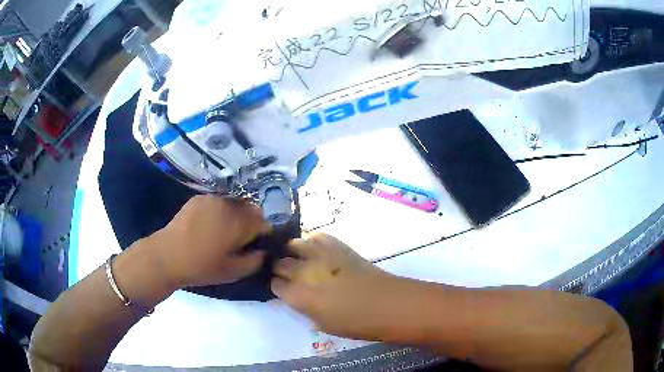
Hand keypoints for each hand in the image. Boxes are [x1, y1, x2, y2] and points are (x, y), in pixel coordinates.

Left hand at [147, 195, 271, 287]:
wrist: (168, 256)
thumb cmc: (202, 266)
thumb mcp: (233, 271)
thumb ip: (256, 261)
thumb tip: (264, 251)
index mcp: (240, 222)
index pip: (264, 222)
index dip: (264, 235)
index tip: (256, 246)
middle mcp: (229, 204)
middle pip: (251, 209)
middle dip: (251, 223)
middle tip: (240, 240)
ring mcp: (212, 198)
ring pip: (235, 203)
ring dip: (236, 215)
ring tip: (224, 231)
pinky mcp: (199, 198)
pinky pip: (219, 201)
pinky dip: (221, 211)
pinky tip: (210, 225)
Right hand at [271, 233, 395, 339]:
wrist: (385, 303)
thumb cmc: (354, 323)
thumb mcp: (322, 324)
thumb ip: (305, 308)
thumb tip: (300, 298)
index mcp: (297, 295)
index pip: (275, 285)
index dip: (277, 286)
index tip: (281, 288)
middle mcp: (302, 271)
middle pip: (279, 263)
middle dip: (280, 268)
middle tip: (287, 274)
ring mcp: (319, 255)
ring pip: (293, 245)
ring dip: (292, 252)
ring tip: (298, 258)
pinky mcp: (336, 245)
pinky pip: (316, 236)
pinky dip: (312, 242)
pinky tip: (317, 250)